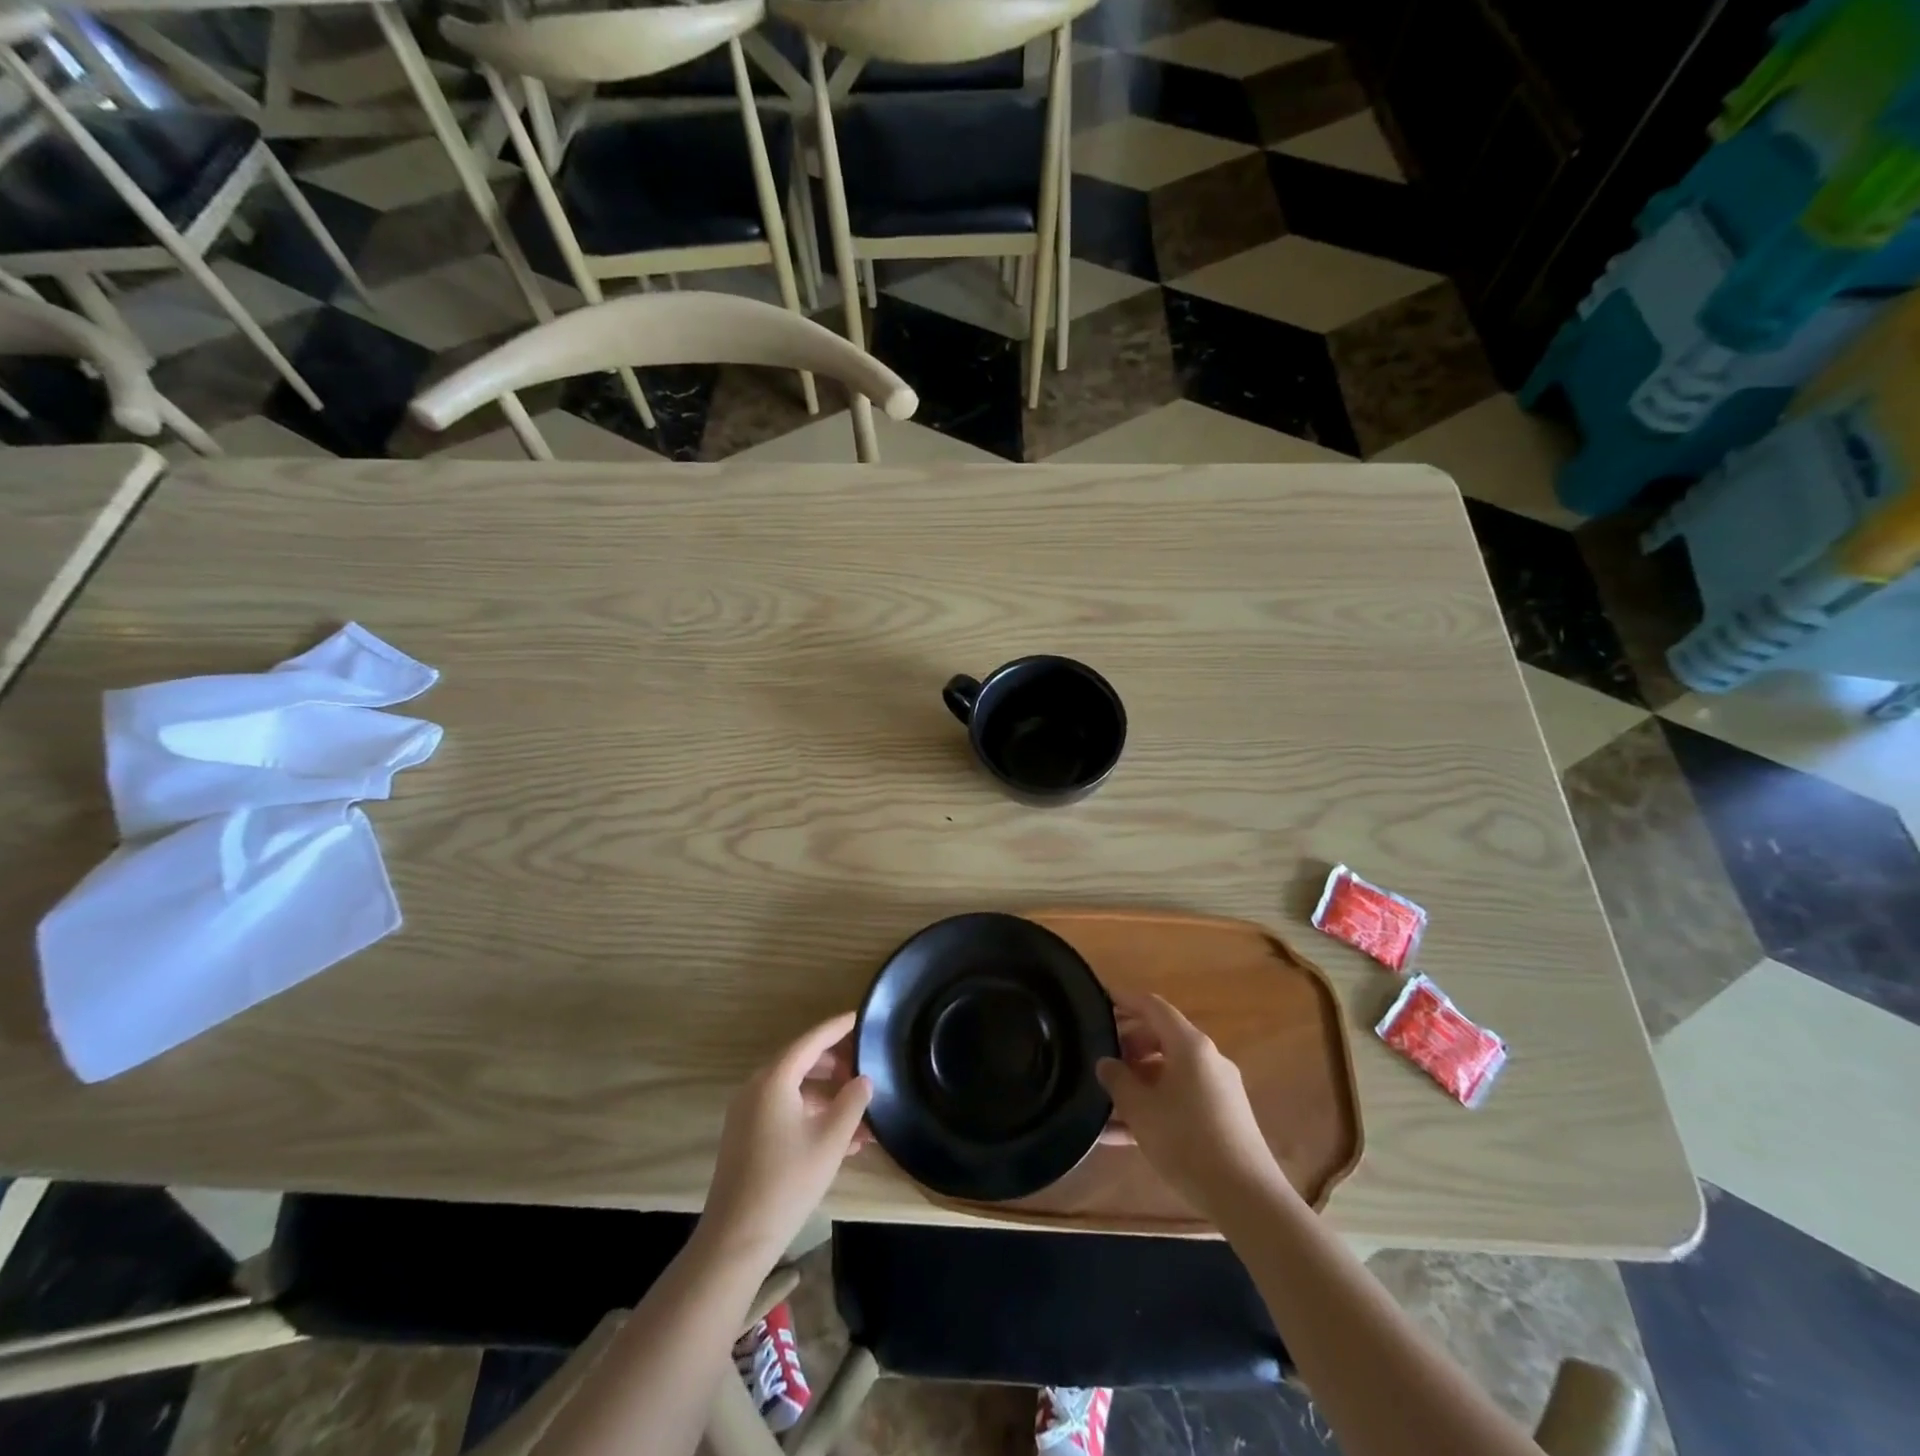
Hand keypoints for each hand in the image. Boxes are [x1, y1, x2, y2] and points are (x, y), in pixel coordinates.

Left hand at [699, 1012, 872, 1266]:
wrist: (736, 1240)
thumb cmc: (788, 1181)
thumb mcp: (831, 1140)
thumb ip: (852, 1102)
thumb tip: (864, 1079)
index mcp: (774, 1079)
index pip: (812, 1040)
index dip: (838, 1027)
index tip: (861, 1017)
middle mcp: (756, 1088)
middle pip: (802, 1061)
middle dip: (836, 1064)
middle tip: (866, 1067)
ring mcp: (748, 1113)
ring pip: (796, 1091)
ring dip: (828, 1096)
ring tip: (862, 1110)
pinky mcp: (747, 1137)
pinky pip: (785, 1112)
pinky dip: (813, 1116)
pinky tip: (843, 1139)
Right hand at [1096, 995, 1292, 1217]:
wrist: (1246, 1198)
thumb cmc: (1187, 1141)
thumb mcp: (1140, 1109)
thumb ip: (1117, 1079)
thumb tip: (1106, 1062)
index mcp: (1189, 1045)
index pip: (1153, 1007)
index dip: (1125, 1000)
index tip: (1100, 999)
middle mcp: (1207, 1059)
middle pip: (1162, 1037)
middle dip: (1129, 1045)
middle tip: (1101, 1060)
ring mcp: (1219, 1089)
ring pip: (1170, 1072)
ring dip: (1139, 1081)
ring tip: (1106, 1102)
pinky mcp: (1223, 1117)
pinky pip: (1181, 1098)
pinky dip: (1155, 1106)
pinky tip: (1124, 1136)